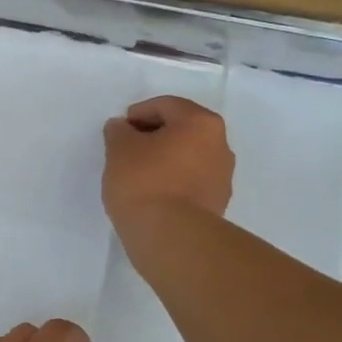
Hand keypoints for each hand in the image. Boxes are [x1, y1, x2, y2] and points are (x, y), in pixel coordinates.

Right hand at [101, 95, 234, 225]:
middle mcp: (220, 145)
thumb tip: (123, 128)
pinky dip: (172, 181)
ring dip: (165, 159)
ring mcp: (222, 177)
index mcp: (201, 123)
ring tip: (137, 174)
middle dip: (153, 136)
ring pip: (188, 157)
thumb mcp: (119, 148)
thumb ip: (119, 131)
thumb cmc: (144, 181)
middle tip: (126, 149)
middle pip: (182, 130)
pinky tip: (152, 194)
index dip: (138, 113)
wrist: (170, 236)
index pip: (166, 106)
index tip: (118, 130)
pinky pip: (191, 181)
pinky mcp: (217, 203)